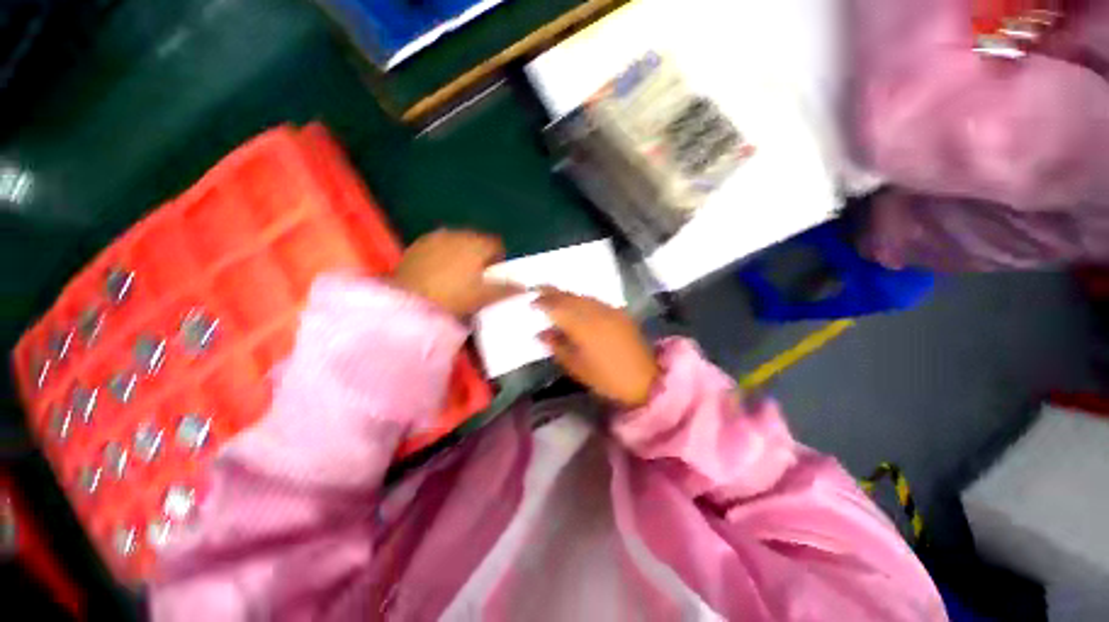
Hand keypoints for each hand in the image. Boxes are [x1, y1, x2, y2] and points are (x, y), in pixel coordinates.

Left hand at [393, 229, 520, 317]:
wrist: (409, 300)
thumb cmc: (453, 297)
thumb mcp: (483, 296)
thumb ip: (506, 289)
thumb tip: (525, 286)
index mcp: (477, 245)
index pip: (496, 245)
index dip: (498, 259)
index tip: (494, 274)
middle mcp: (458, 234)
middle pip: (476, 240)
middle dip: (479, 254)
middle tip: (476, 276)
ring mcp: (436, 236)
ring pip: (457, 241)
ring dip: (461, 252)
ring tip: (456, 273)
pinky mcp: (418, 243)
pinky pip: (438, 244)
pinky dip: (442, 253)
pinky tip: (437, 269)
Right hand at [535, 288, 659, 407]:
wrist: (646, 380)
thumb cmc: (606, 379)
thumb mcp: (577, 367)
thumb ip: (557, 346)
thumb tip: (541, 333)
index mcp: (583, 327)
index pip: (557, 307)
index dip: (543, 302)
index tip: (531, 301)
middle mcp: (596, 312)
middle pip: (570, 297)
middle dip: (552, 292)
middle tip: (537, 290)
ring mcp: (610, 311)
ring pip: (583, 296)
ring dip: (567, 294)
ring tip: (554, 296)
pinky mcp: (620, 313)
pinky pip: (596, 301)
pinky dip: (582, 300)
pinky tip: (577, 304)